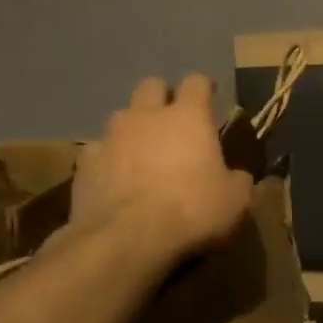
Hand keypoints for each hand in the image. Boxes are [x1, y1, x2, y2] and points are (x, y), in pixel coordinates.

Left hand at [67, 74, 252, 265]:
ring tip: (141, 153)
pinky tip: (113, 179)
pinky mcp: (84, 163)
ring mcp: (111, 137)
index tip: (210, 99)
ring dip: (133, 128)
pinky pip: (98, 150)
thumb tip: (237, 176)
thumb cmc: (190, 211)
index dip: (204, 88)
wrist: (126, 240)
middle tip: (172, 122)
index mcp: (189, 117)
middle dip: (162, 97)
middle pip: (152, 86)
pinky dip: (107, 159)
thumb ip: (238, 180)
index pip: (197, 82)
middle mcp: (147, 116)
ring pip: (121, 116)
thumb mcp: (235, 201)